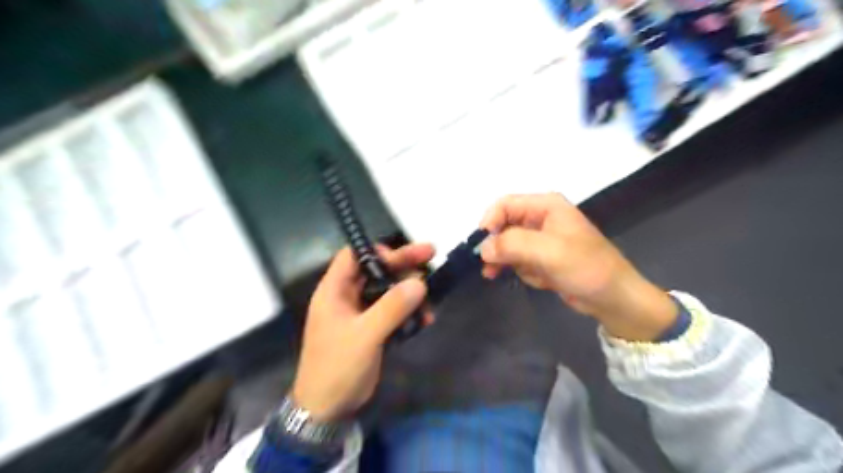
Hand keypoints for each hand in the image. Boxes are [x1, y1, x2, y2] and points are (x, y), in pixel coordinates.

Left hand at [292, 243, 433, 420]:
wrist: (327, 409)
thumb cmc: (337, 367)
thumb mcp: (365, 335)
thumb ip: (392, 307)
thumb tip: (420, 282)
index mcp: (335, 290)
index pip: (353, 255)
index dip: (377, 251)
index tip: (403, 255)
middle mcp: (347, 297)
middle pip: (376, 271)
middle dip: (403, 266)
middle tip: (431, 257)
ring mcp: (360, 314)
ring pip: (388, 291)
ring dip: (410, 293)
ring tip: (430, 303)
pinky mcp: (372, 329)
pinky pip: (393, 311)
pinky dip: (409, 312)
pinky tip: (425, 320)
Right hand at [480, 195, 675, 340]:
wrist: (613, 298)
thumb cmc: (585, 268)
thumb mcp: (548, 252)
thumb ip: (512, 244)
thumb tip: (483, 248)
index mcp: (545, 206)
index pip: (505, 205)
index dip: (489, 222)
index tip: (482, 247)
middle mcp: (541, 218)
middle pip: (504, 225)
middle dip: (497, 247)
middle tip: (488, 267)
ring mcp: (541, 239)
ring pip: (508, 245)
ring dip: (508, 262)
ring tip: (508, 277)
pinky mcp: (542, 258)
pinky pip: (519, 260)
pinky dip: (522, 271)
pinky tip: (537, 280)